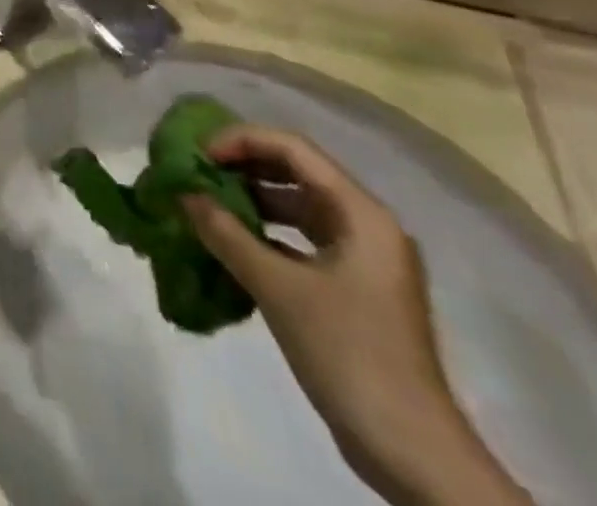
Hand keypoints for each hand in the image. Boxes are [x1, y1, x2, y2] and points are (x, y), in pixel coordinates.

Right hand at [185, 127, 530, 505]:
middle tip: (198, 170)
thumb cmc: (349, 354)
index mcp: (361, 213)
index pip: (294, 149)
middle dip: (245, 166)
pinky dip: (268, 234)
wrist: (413, 455)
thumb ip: (227, 234)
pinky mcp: (355, 289)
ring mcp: (364, 259)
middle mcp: (367, 225)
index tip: (199, 153)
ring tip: (208, 201)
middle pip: (298, 172)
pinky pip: (304, 240)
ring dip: (254, 200)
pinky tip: (234, 243)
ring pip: (300, 206)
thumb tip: (183, 194)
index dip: (242, 141)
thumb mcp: (279, 289)